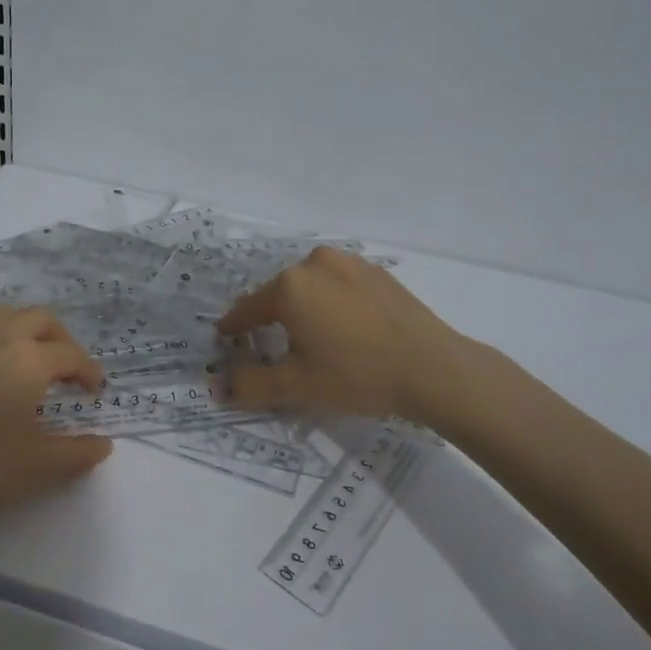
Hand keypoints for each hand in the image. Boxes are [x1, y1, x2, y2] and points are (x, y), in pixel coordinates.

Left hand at [0, 305, 110, 544]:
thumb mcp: (35, 468)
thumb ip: (77, 454)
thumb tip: (103, 445)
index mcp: (27, 359)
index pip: (70, 355)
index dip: (88, 372)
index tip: (94, 392)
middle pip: (41, 319)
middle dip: (62, 340)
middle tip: (69, 372)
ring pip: (7, 316)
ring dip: (29, 331)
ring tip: (34, 364)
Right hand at [216, 246, 475, 420]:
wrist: (434, 368)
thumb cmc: (357, 375)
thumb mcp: (297, 387)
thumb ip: (250, 385)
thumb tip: (217, 387)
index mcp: (290, 287)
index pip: (248, 308)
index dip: (234, 327)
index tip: (226, 338)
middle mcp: (314, 263)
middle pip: (280, 294)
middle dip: (272, 318)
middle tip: (274, 347)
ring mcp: (349, 262)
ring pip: (311, 286)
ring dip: (304, 308)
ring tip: (313, 339)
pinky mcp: (376, 272)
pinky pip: (339, 284)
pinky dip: (333, 302)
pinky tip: (346, 329)